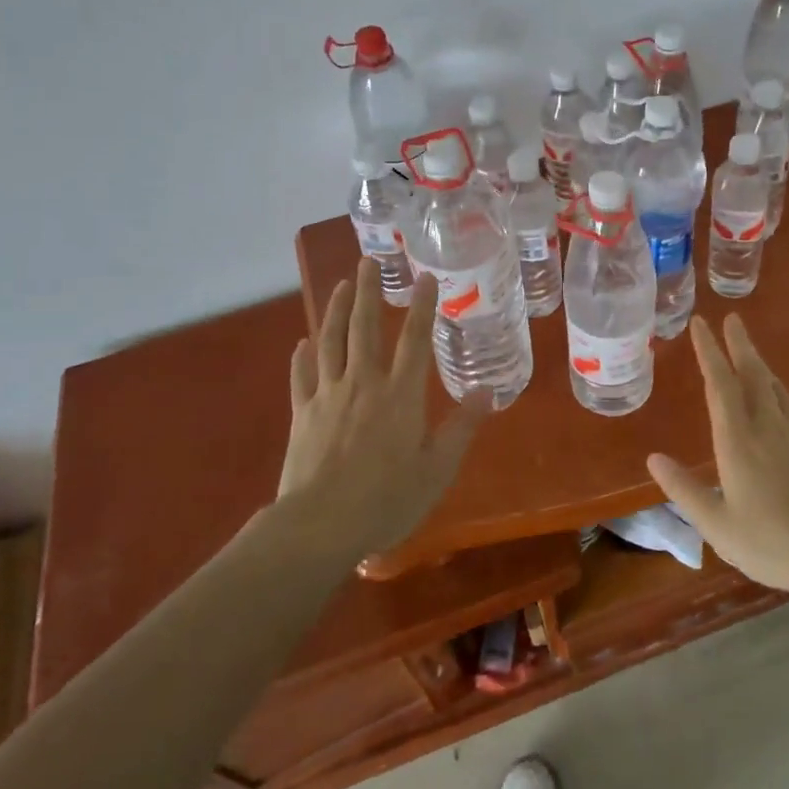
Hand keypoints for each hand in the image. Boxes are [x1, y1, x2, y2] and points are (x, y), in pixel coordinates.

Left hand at [277, 257, 490, 556]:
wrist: (320, 526)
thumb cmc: (387, 499)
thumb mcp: (438, 468)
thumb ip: (462, 427)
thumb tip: (486, 392)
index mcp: (400, 395)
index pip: (415, 339)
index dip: (421, 306)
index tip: (424, 276)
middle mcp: (364, 383)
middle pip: (364, 328)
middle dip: (366, 291)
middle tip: (366, 262)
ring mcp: (328, 396)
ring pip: (330, 342)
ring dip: (333, 311)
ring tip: (338, 286)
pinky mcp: (302, 415)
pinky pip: (301, 377)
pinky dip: (302, 357)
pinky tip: (302, 343)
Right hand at [648, 315, 788, 602]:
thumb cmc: (771, 544)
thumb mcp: (716, 525)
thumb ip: (684, 490)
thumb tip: (653, 458)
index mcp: (738, 441)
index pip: (720, 384)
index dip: (709, 351)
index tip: (700, 324)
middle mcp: (767, 428)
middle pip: (752, 374)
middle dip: (739, 344)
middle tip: (732, 318)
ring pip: (775, 387)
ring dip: (759, 363)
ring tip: (749, 349)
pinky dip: (777, 389)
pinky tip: (778, 397)